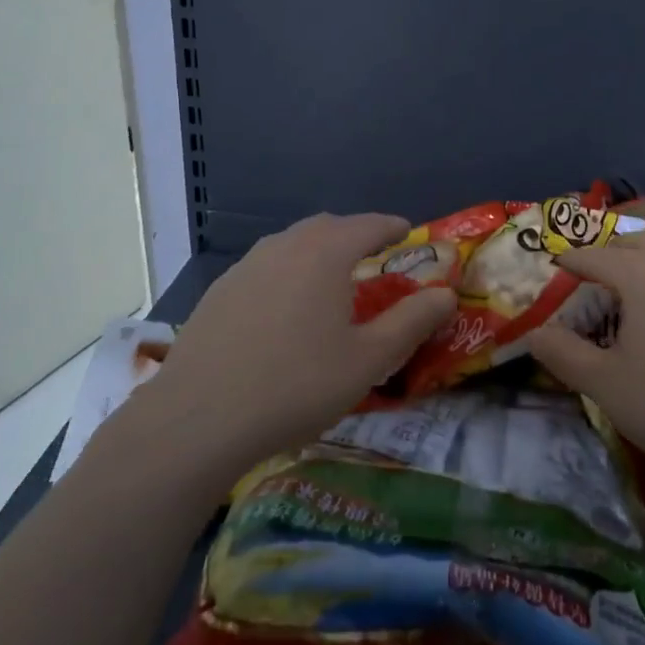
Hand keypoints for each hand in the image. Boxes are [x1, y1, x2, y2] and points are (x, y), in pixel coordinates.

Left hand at [147, 213, 456, 469]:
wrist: (198, 420)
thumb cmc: (295, 385)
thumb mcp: (368, 359)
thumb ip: (411, 321)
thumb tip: (446, 294)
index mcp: (325, 253)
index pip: (369, 224)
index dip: (393, 227)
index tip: (408, 232)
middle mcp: (284, 246)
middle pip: (328, 227)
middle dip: (355, 235)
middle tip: (374, 257)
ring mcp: (245, 266)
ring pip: (292, 243)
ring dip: (318, 251)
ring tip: (331, 280)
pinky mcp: (219, 291)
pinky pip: (265, 266)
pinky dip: (287, 272)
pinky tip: (284, 308)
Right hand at [529, 231, 644, 504]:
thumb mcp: (606, 385)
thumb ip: (562, 353)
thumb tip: (534, 333)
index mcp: (642, 270)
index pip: (593, 256)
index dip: (570, 264)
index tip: (556, 272)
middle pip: (634, 244)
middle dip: (609, 257)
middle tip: (594, 283)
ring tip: (640, 286)